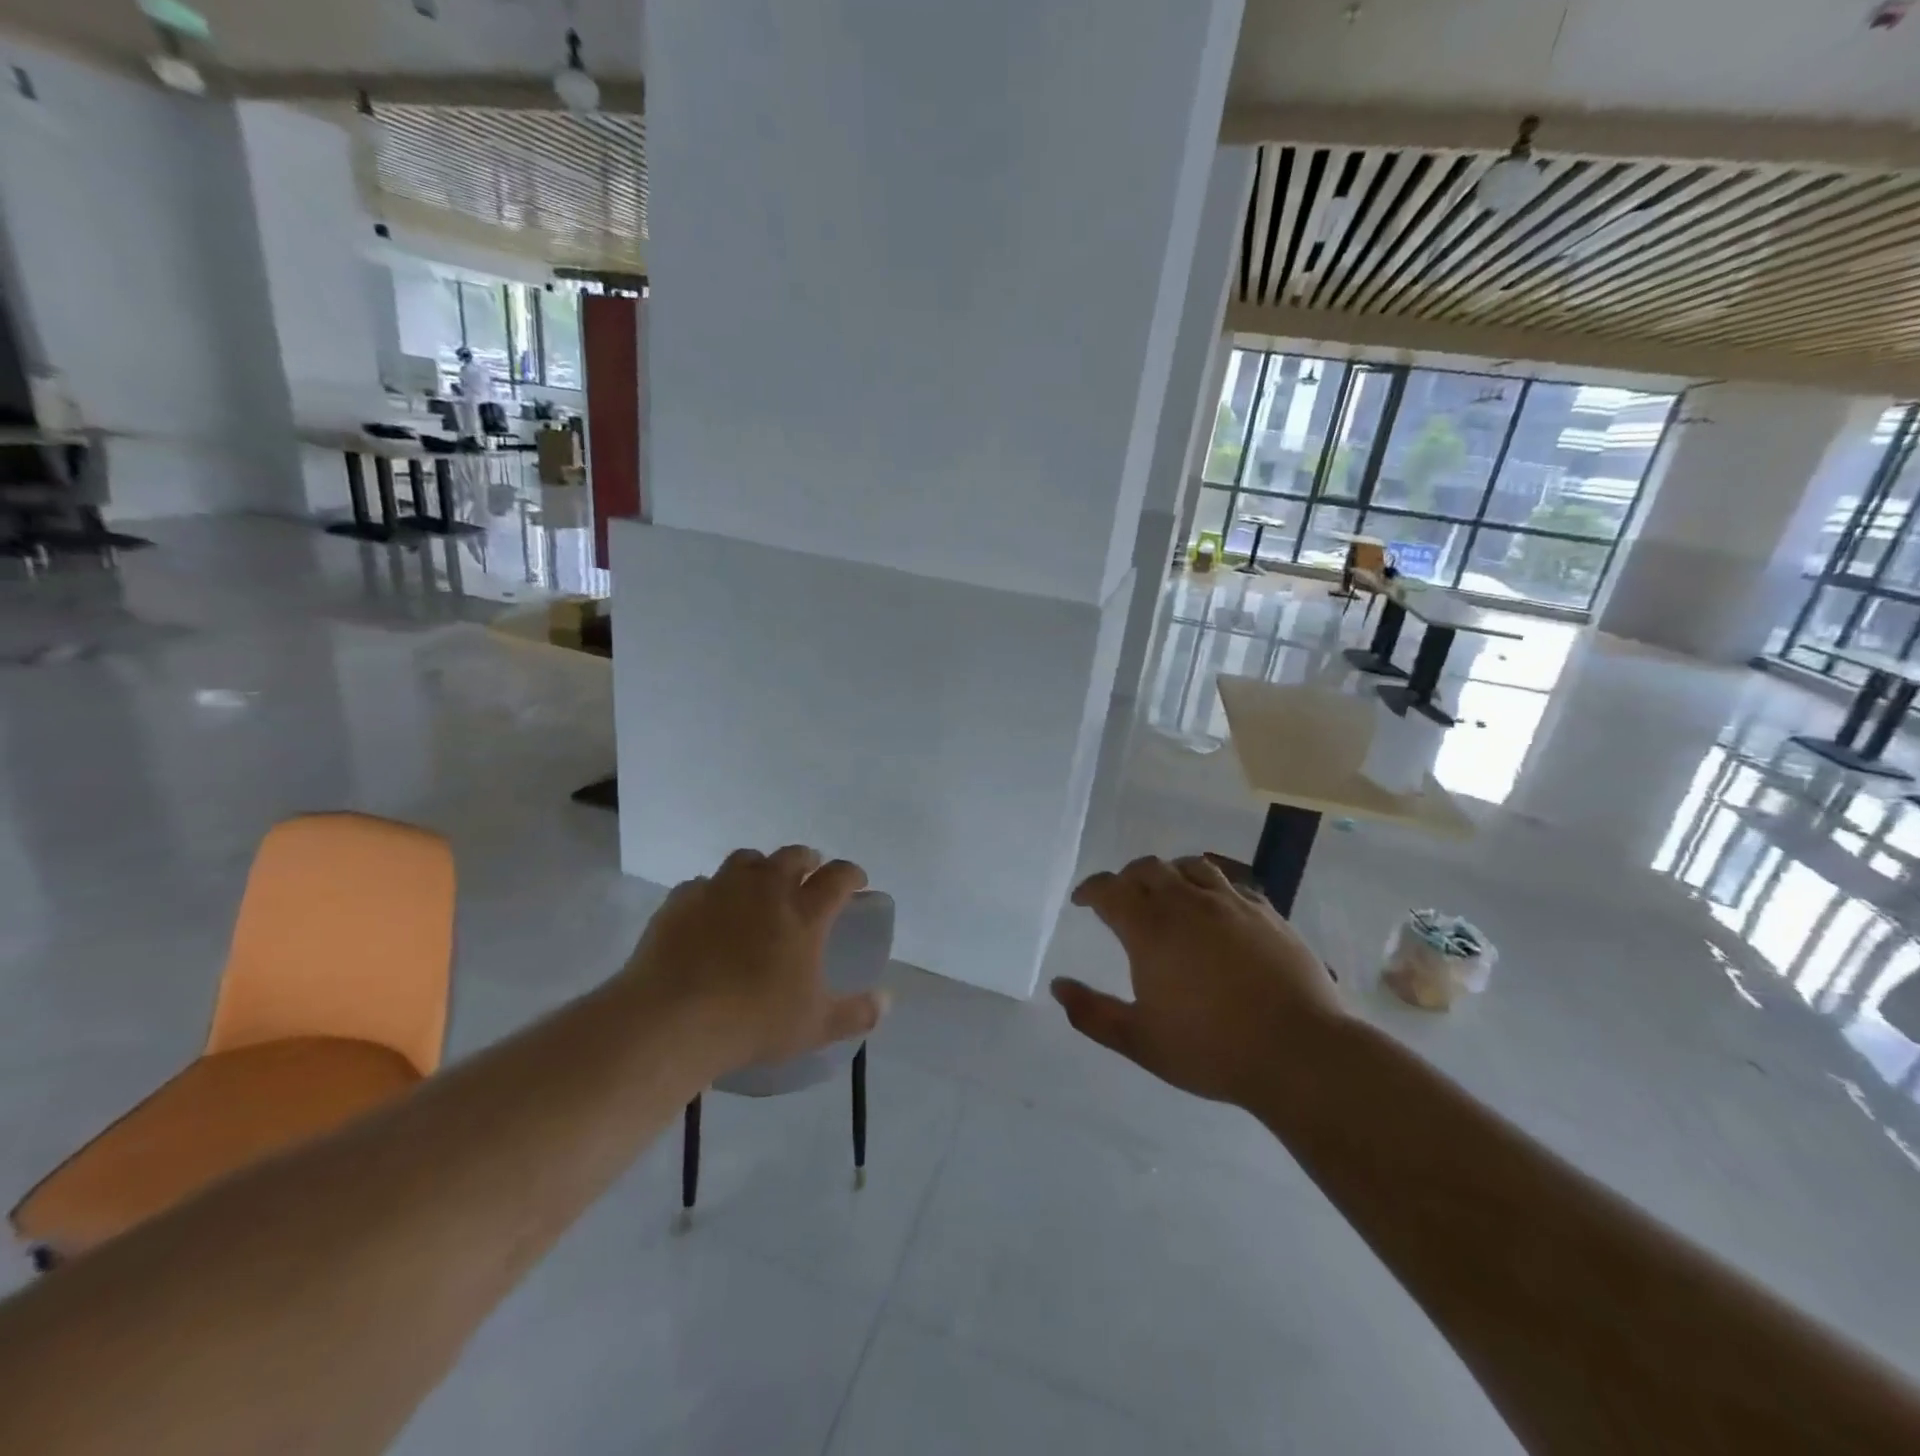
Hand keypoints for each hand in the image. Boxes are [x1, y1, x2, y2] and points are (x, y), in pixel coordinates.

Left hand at [625, 846, 887, 1073]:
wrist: (672, 1020)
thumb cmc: (753, 1021)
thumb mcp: (815, 1026)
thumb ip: (856, 1013)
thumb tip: (888, 1002)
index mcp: (804, 912)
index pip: (838, 876)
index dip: (851, 874)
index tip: (856, 882)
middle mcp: (766, 889)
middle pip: (793, 856)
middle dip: (807, 860)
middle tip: (809, 875)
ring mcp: (721, 889)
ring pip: (747, 859)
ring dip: (760, 868)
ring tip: (759, 886)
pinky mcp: (682, 900)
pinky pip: (703, 884)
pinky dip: (714, 892)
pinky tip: (711, 911)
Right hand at [1051, 855, 1345, 1106]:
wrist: (1298, 1052)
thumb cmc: (1211, 1048)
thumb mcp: (1140, 1041)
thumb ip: (1093, 1013)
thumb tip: (1058, 987)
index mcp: (1151, 929)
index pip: (1110, 890)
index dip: (1091, 890)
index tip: (1082, 900)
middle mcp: (1187, 904)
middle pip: (1148, 869)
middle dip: (1127, 878)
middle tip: (1121, 898)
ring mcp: (1231, 904)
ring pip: (1191, 866)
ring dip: (1169, 873)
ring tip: (1166, 893)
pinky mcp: (1266, 913)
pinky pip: (1230, 884)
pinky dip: (1210, 887)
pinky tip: (1215, 908)